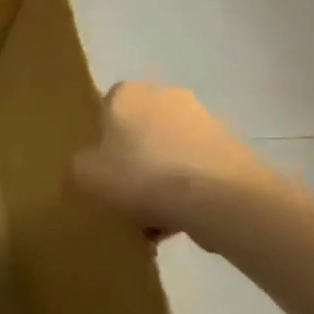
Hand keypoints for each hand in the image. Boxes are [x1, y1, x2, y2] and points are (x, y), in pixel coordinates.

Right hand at [73, 81, 271, 241]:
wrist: (221, 199)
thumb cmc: (142, 176)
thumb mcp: (86, 175)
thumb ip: (80, 165)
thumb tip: (90, 165)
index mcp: (126, 93)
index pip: (105, 111)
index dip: (102, 143)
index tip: (103, 172)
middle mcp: (165, 95)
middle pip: (140, 131)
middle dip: (135, 160)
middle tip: (128, 195)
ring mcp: (204, 120)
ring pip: (170, 152)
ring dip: (163, 177)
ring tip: (157, 218)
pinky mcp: (232, 147)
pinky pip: (198, 168)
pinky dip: (190, 189)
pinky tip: (183, 221)